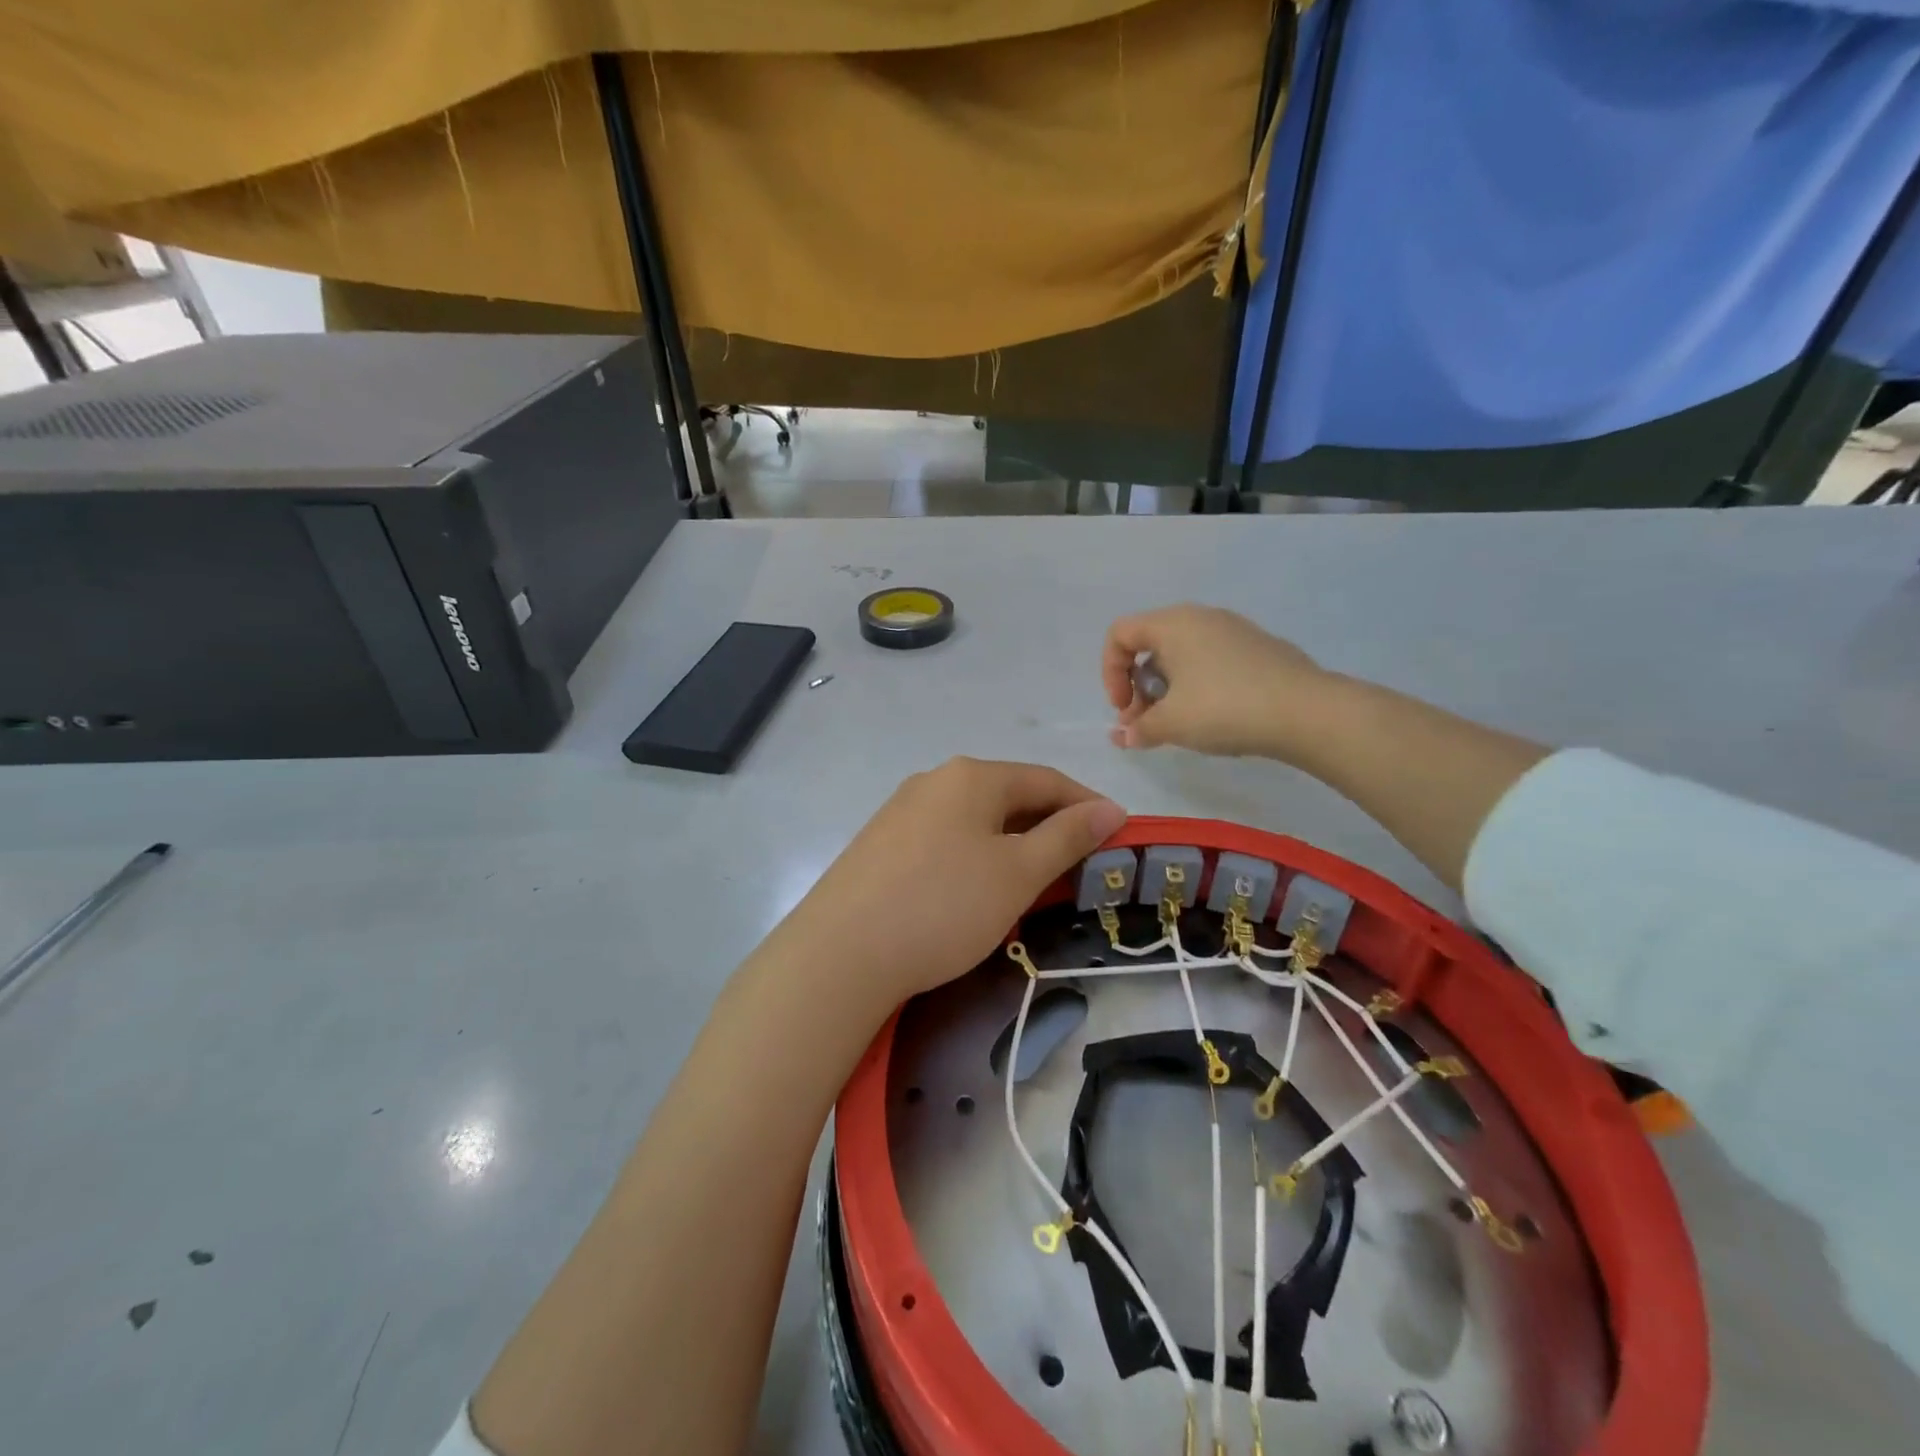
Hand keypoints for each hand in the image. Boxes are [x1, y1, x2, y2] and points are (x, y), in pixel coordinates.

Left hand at [765, 758, 1126, 1010]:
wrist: (841, 953)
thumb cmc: (944, 905)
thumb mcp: (1018, 873)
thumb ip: (1067, 836)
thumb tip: (1110, 808)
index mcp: (972, 776)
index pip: (1047, 780)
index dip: (1087, 805)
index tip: (1119, 836)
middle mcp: (934, 780)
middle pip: (1009, 796)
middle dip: (1050, 827)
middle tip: (1079, 868)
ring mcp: (902, 810)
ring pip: (976, 820)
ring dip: (1013, 844)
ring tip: (1034, 883)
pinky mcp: (882, 843)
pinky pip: (945, 839)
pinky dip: (976, 857)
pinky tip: (976, 890)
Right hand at [1103, 604, 1329, 758]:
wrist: (1307, 712)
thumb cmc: (1224, 708)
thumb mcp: (1171, 723)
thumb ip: (1139, 728)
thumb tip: (1123, 736)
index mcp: (1173, 623)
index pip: (1120, 634)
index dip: (1109, 672)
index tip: (1122, 709)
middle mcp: (1201, 617)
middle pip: (1150, 645)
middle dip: (1137, 687)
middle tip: (1144, 724)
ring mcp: (1234, 631)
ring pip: (1182, 655)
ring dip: (1166, 690)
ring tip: (1176, 726)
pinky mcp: (1258, 649)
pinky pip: (1211, 661)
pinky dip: (1197, 686)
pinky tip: (1212, 718)